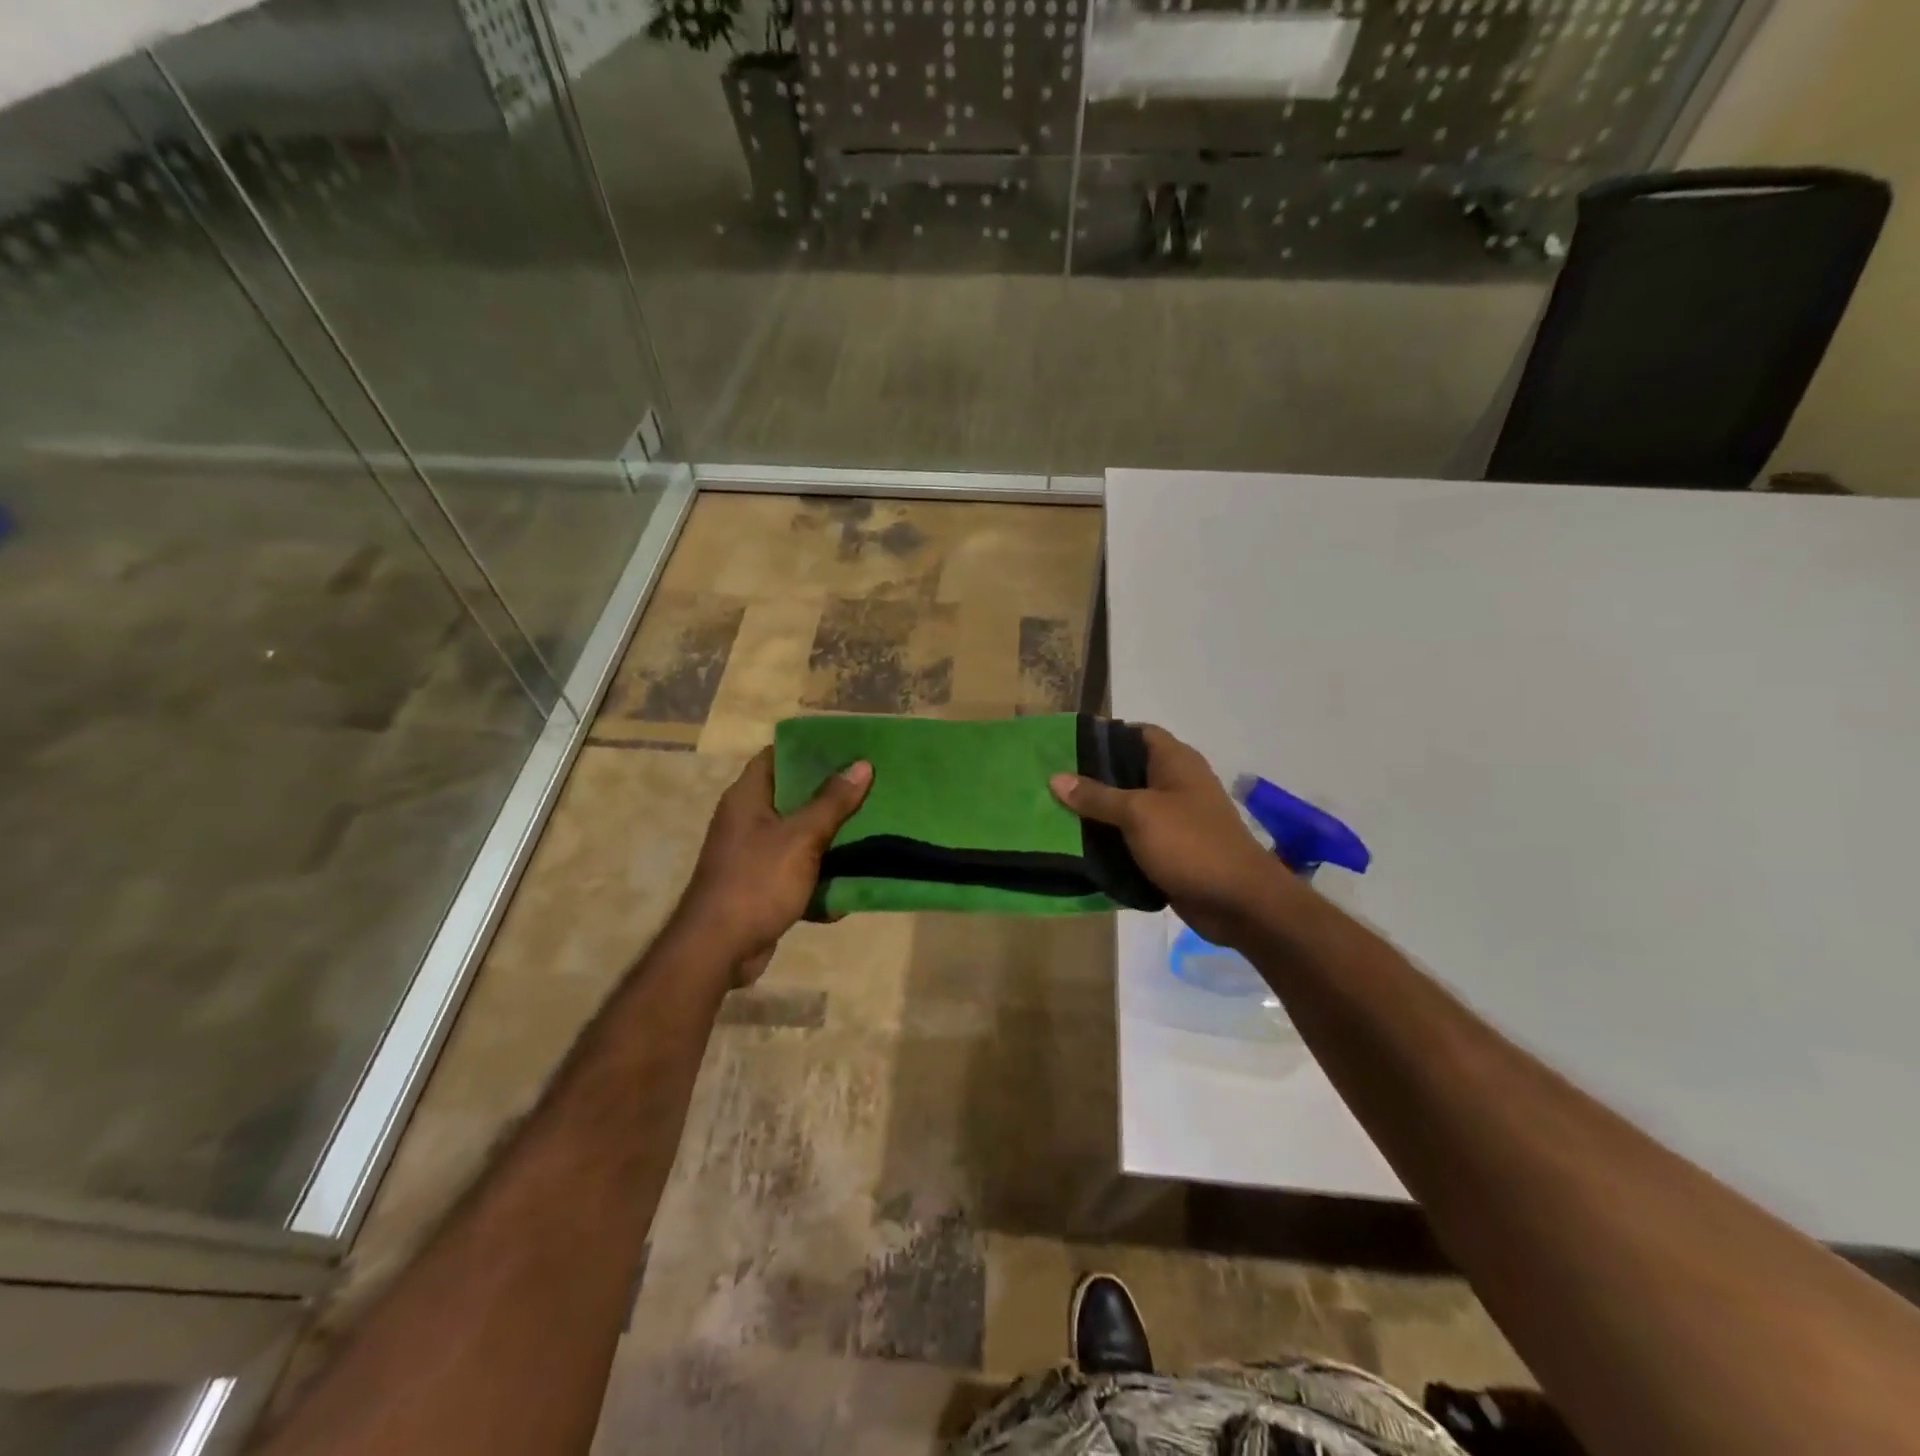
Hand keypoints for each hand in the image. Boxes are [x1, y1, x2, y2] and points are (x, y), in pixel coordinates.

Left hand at [672, 749, 872, 983]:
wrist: (718, 950)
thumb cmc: (757, 882)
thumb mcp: (801, 838)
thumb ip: (832, 802)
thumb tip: (862, 765)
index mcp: (748, 797)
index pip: (777, 755)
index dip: (811, 749)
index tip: (849, 748)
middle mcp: (747, 820)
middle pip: (793, 795)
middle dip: (831, 794)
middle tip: (870, 787)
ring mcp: (753, 854)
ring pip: (799, 835)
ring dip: (831, 837)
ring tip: (872, 827)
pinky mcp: (762, 885)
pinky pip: (797, 871)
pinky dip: (820, 877)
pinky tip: (851, 883)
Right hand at [1050, 724, 1291, 948]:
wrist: (1239, 902)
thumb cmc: (1191, 844)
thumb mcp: (1138, 814)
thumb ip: (1097, 796)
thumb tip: (1056, 778)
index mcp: (1175, 762)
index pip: (1137, 733)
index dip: (1104, 735)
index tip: (1066, 746)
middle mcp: (1175, 784)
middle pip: (1127, 771)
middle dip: (1091, 778)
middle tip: (1050, 783)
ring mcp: (1174, 819)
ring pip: (1127, 808)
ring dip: (1097, 813)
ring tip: (1053, 813)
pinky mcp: (1170, 850)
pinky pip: (1133, 839)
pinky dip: (1111, 841)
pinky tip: (1078, 846)